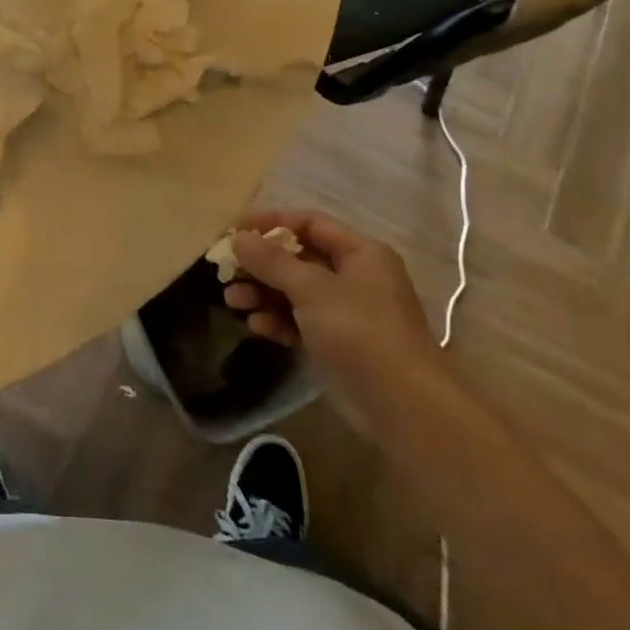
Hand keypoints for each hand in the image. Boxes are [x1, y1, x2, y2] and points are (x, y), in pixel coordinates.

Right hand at [223, 210, 450, 435]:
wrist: (403, 407)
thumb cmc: (359, 332)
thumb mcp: (311, 289)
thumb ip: (271, 261)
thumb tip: (237, 237)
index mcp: (360, 253)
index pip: (309, 223)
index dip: (270, 222)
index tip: (233, 230)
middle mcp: (354, 276)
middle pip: (298, 258)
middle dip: (260, 264)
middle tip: (225, 271)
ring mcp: (346, 312)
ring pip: (294, 291)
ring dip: (262, 293)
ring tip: (232, 301)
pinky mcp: (337, 343)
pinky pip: (300, 321)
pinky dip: (277, 320)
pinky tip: (256, 326)